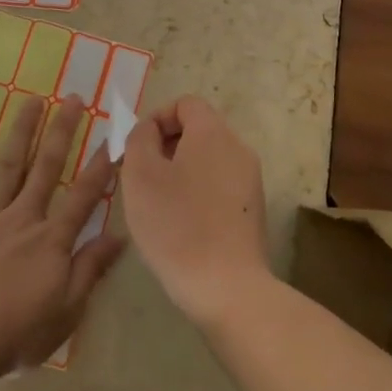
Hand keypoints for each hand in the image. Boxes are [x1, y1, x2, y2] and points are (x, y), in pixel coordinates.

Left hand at [0, 93, 123, 376]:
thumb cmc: (16, 332)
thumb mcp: (66, 310)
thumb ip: (91, 268)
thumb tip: (120, 236)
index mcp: (52, 239)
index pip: (84, 195)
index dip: (101, 166)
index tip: (113, 137)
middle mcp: (24, 217)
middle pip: (47, 166)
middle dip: (63, 130)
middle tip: (74, 98)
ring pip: (9, 165)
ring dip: (23, 130)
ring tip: (34, 100)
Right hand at [119, 95, 271, 329]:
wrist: (227, 286)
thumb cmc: (177, 225)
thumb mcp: (140, 175)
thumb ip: (139, 140)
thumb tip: (149, 130)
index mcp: (213, 133)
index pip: (185, 104)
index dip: (157, 118)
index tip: (138, 149)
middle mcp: (238, 148)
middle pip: (199, 130)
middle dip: (167, 146)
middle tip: (142, 177)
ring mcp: (250, 180)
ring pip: (209, 159)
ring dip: (181, 171)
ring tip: (159, 203)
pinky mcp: (253, 209)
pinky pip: (220, 184)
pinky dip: (199, 192)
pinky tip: (183, 224)